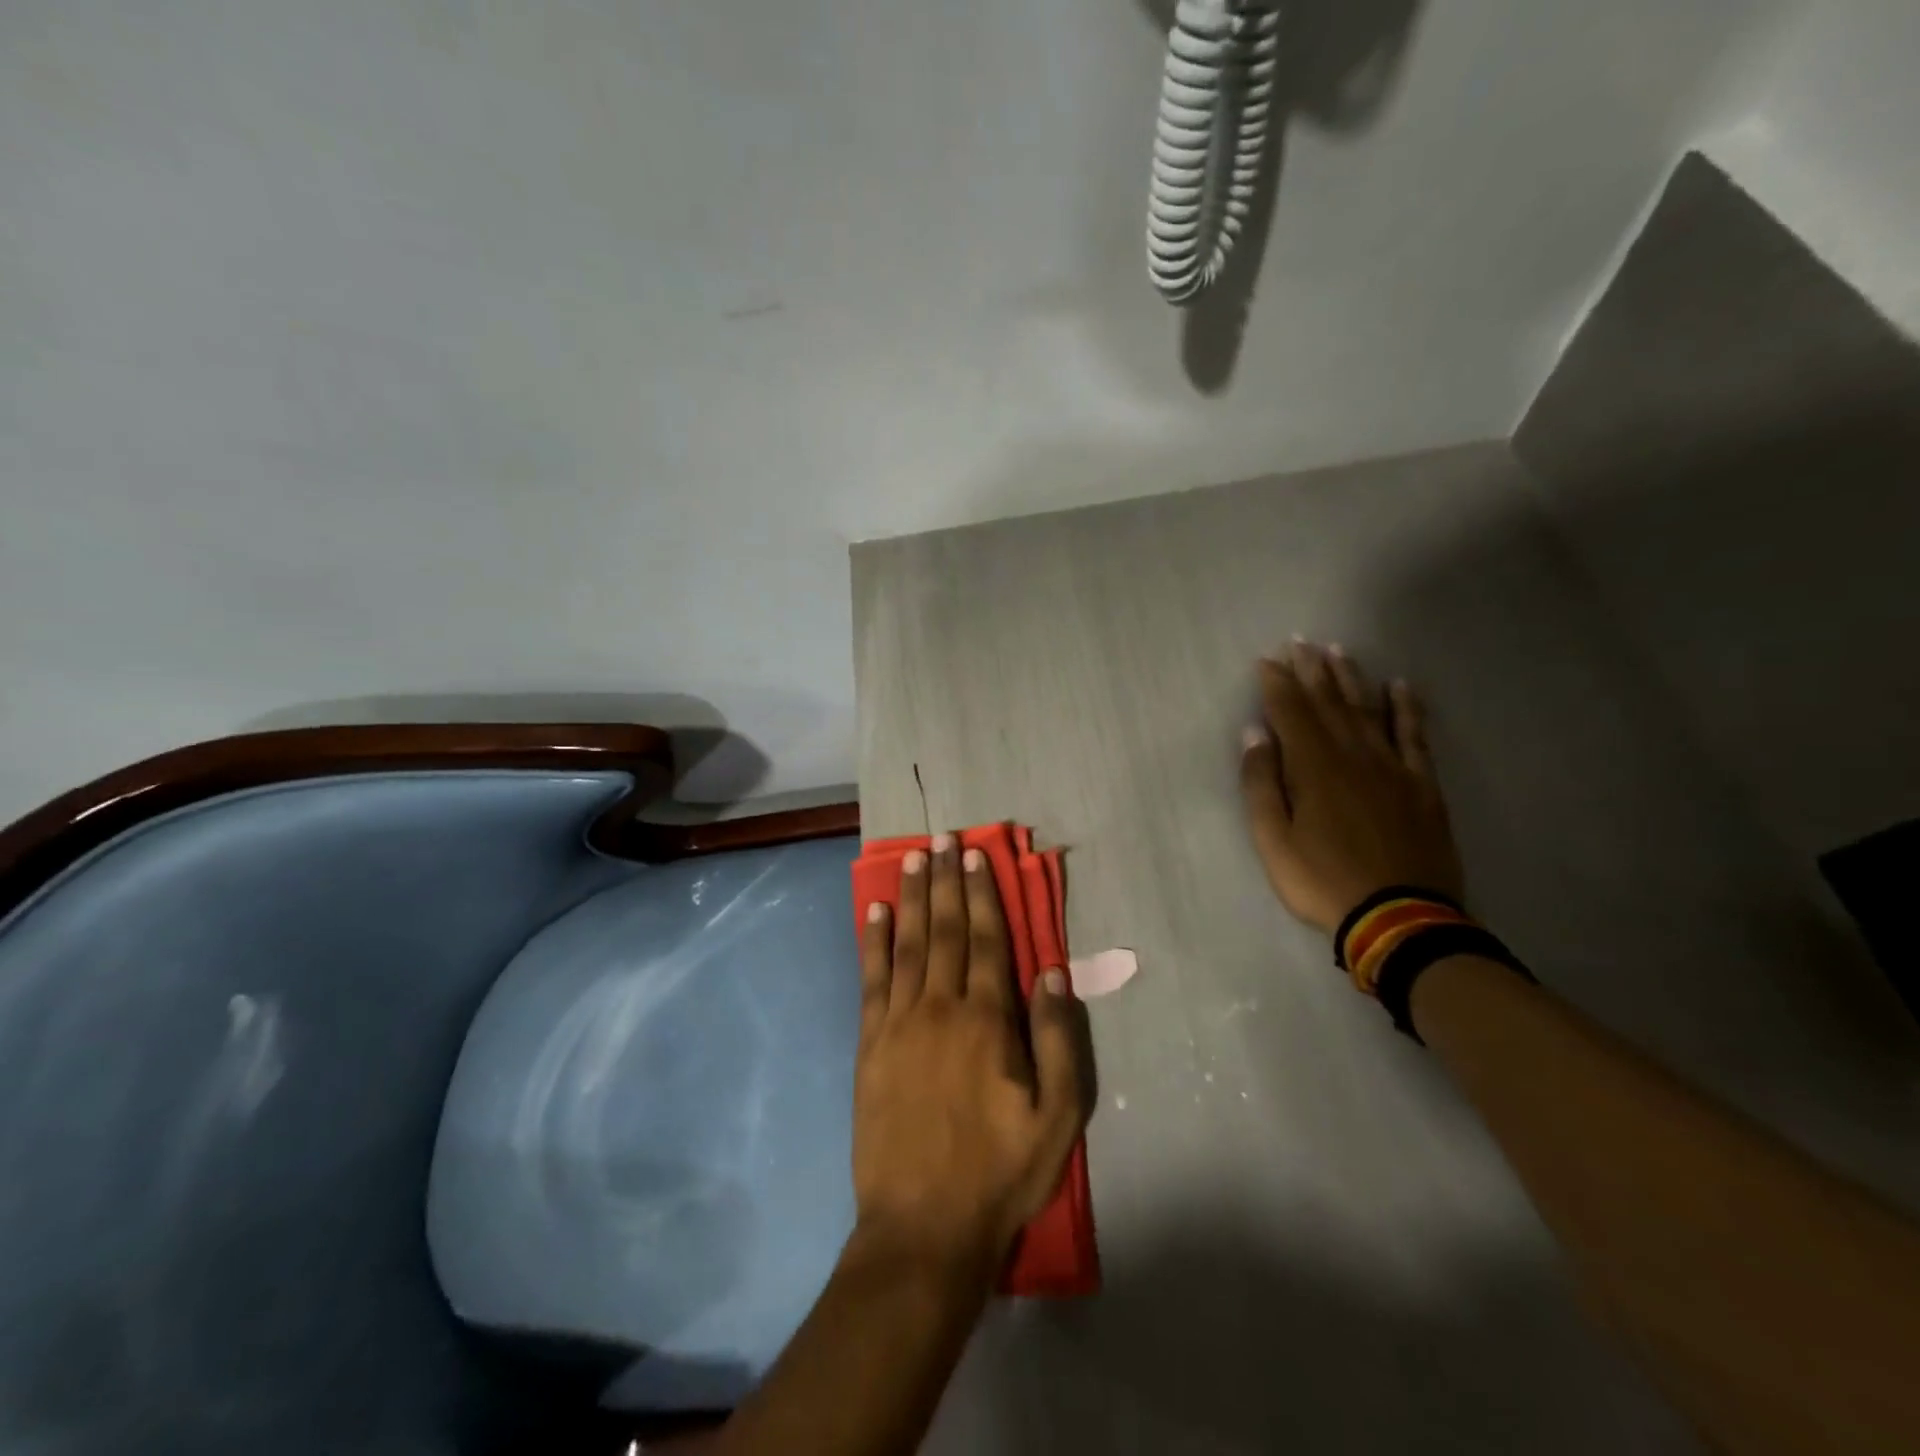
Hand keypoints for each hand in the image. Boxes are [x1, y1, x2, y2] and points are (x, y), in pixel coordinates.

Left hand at [855, 835, 1088, 1277]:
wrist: (922, 1228)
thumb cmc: (998, 1173)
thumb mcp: (1056, 1118)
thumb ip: (1058, 1040)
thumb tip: (1052, 972)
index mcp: (987, 1021)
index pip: (986, 941)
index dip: (981, 895)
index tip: (974, 856)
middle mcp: (940, 1008)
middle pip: (944, 930)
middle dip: (944, 881)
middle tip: (940, 839)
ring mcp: (899, 1023)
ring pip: (907, 944)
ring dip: (911, 898)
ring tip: (912, 859)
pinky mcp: (869, 1044)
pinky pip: (871, 979)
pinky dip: (873, 941)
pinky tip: (874, 912)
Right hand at [1239, 640, 1464, 933]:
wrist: (1400, 918)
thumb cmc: (1323, 881)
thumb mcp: (1273, 840)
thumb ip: (1261, 784)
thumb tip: (1254, 734)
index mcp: (1313, 768)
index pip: (1290, 712)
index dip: (1277, 683)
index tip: (1267, 659)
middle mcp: (1352, 755)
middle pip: (1328, 703)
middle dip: (1310, 670)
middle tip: (1300, 641)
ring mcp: (1391, 767)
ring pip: (1367, 710)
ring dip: (1350, 678)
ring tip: (1338, 650)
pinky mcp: (1421, 784)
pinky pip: (1414, 735)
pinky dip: (1406, 708)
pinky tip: (1399, 685)